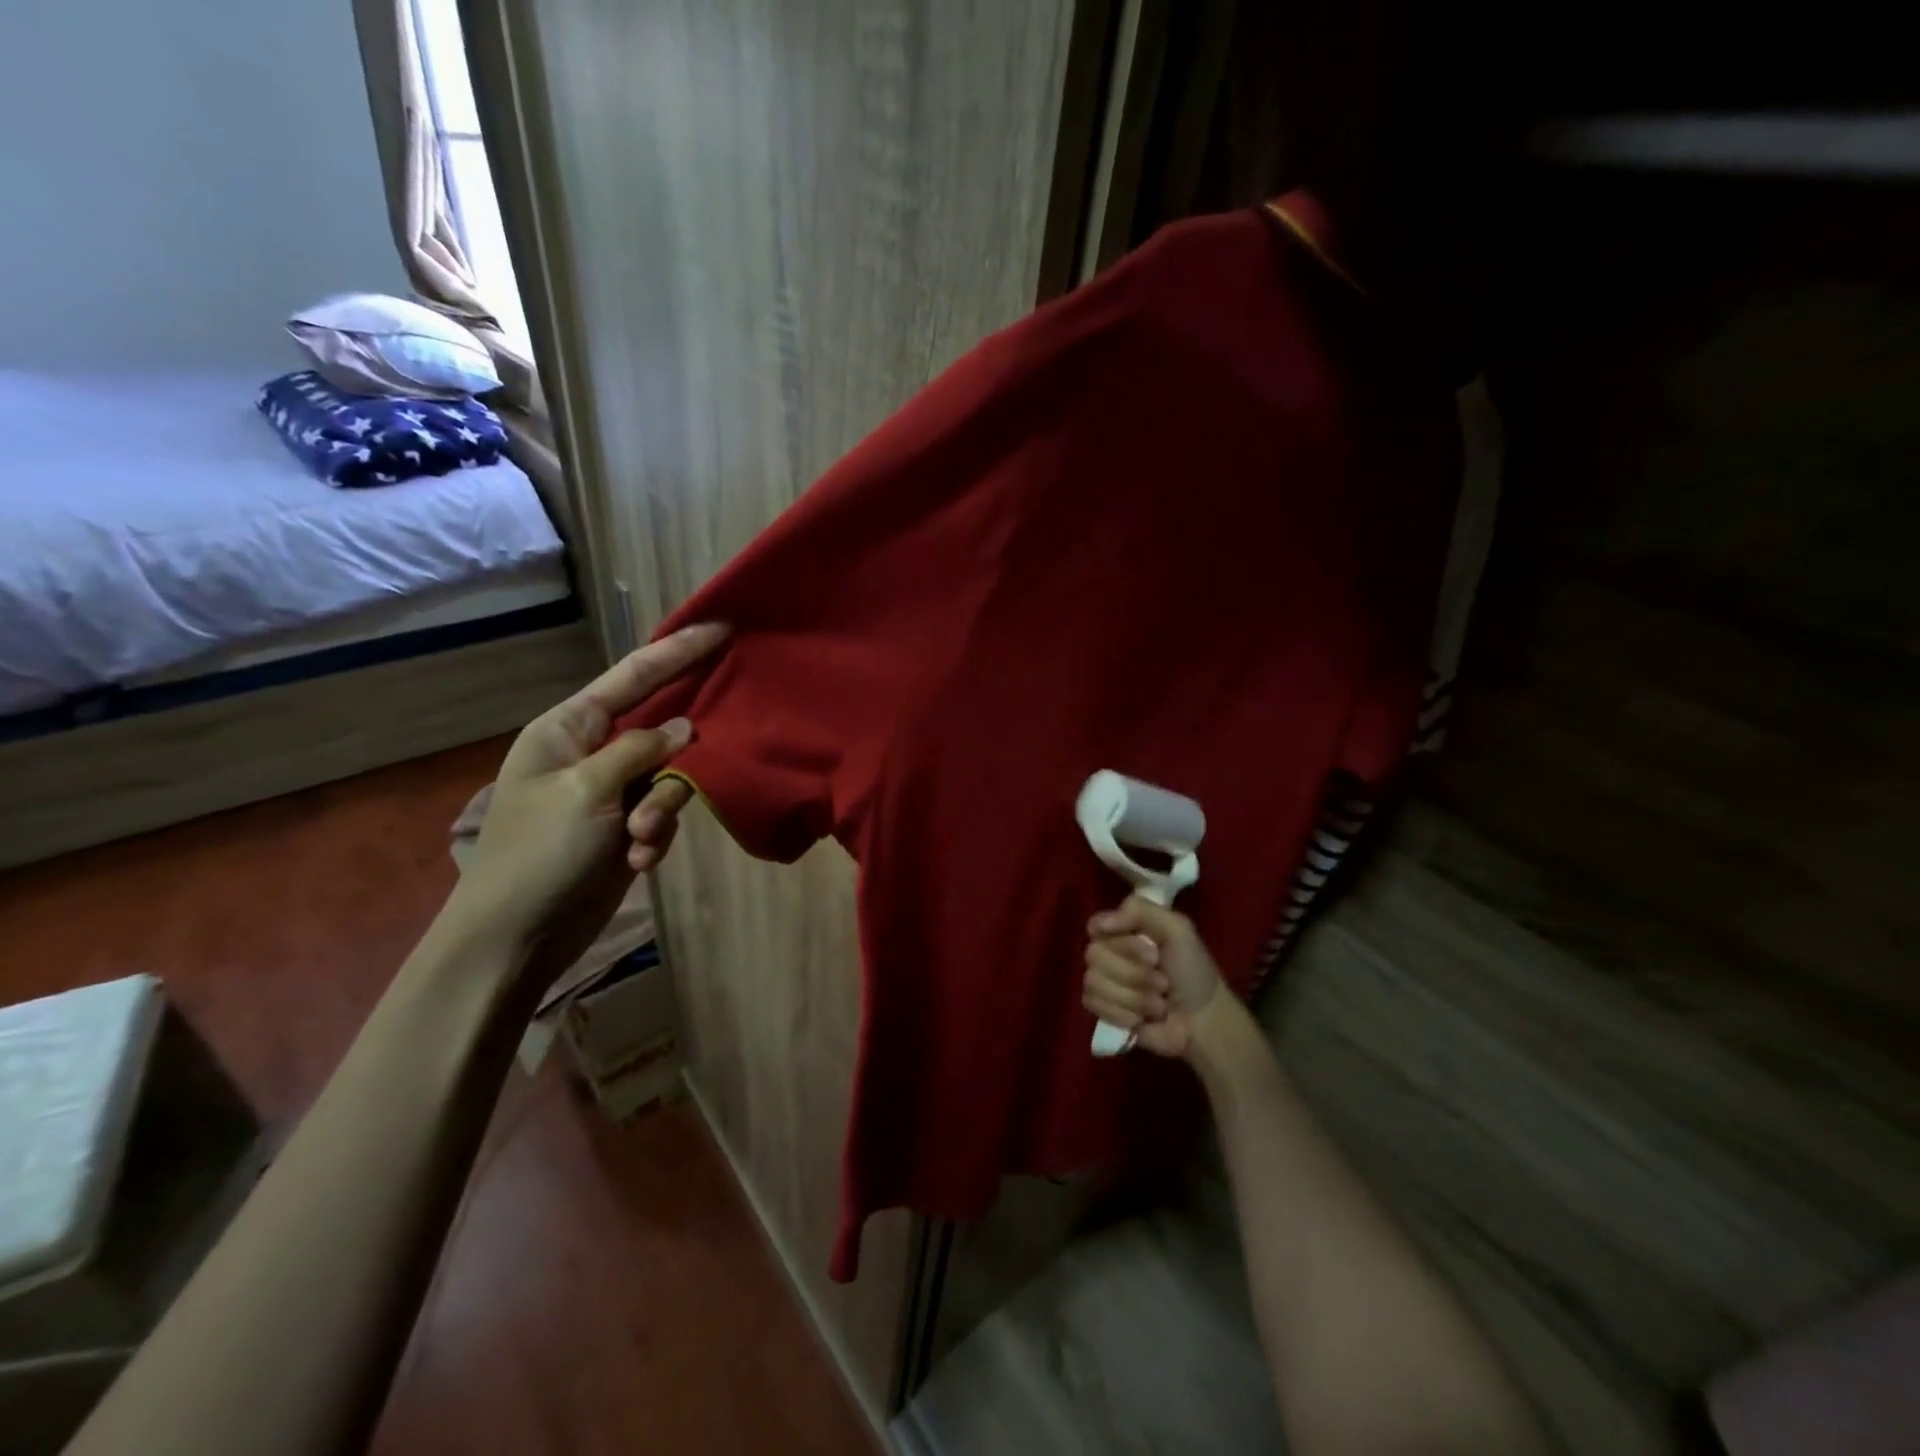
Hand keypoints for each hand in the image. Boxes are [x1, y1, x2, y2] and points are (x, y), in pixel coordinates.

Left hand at [442, 622, 728, 981]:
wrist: (516, 938)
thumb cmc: (538, 855)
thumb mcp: (586, 792)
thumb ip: (639, 751)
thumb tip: (684, 728)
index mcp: (568, 728)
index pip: (633, 676)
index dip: (678, 650)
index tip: (723, 628)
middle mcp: (593, 751)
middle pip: (660, 727)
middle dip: (677, 757)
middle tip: (680, 773)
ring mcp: (612, 790)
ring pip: (670, 775)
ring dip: (663, 809)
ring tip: (640, 838)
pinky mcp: (626, 825)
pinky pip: (665, 812)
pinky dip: (656, 834)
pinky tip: (637, 859)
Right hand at [1082, 897, 1228, 1060]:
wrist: (1203, 1021)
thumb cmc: (1192, 971)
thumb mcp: (1177, 929)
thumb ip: (1140, 910)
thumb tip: (1098, 925)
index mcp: (1123, 929)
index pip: (1096, 925)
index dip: (1122, 942)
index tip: (1152, 954)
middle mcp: (1108, 952)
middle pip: (1093, 955)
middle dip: (1134, 973)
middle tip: (1162, 981)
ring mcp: (1102, 981)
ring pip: (1094, 982)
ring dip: (1133, 997)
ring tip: (1158, 1003)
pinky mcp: (1102, 1010)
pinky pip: (1094, 1004)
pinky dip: (1123, 1014)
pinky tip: (1142, 1018)